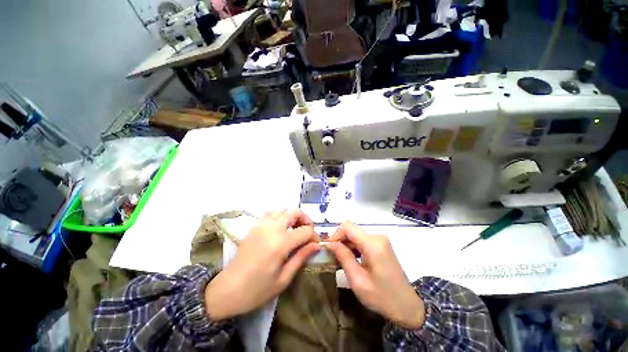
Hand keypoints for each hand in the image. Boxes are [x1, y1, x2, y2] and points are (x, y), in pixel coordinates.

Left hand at [205, 210, 319, 319]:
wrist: (226, 290)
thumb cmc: (256, 290)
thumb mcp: (283, 278)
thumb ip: (301, 257)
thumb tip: (317, 245)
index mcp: (280, 243)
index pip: (305, 230)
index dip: (314, 236)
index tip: (315, 245)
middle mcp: (271, 228)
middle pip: (295, 212)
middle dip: (306, 220)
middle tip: (308, 233)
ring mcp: (261, 224)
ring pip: (283, 210)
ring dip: (293, 217)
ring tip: (295, 230)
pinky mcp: (254, 226)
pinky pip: (272, 214)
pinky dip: (281, 217)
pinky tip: (281, 230)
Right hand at [327, 222, 425, 328]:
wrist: (407, 306)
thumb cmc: (382, 297)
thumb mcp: (358, 280)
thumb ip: (343, 257)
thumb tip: (330, 243)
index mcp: (372, 243)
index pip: (347, 226)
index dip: (335, 235)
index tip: (328, 249)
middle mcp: (377, 237)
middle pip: (351, 230)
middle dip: (340, 241)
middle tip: (332, 257)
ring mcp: (380, 240)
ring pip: (355, 235)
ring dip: (346, 246)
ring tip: (340, 261)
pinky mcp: (381, 245)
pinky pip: (362, 241)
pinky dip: (353, 248)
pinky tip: (350, 261)